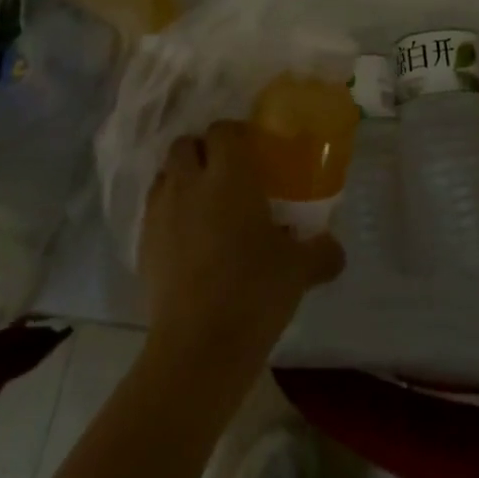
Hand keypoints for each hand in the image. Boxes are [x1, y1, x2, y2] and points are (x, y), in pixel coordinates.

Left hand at [139, 121, 344, 383]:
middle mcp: (190, 183)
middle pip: (186, 144)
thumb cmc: (254, 291)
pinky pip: (154, 211)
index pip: (223, 130)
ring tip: (205, 204)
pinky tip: (189, 240)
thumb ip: (322, 251)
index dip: (236, 134)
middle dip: (203, 151)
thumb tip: (335, 249)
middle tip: (227, 174)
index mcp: (229, 175)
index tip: (253, 151)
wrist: (198, 347)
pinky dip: (169, 214)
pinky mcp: (143, 246)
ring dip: (182, 179)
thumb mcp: (300, 269)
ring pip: (165, 175)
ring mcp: (160, 213)